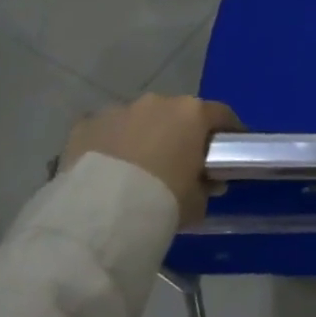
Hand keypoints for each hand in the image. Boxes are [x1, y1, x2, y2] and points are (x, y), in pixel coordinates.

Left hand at [63, 94, 240, 227]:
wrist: (102, 214)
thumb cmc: (163, 201)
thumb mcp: (197, 202)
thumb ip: (206, 187)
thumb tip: (207, 183)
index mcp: (192, 114)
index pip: (221, 114)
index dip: (228, 130)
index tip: (230, 147)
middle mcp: (157, 103)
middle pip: (177, 113)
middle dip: (179, 132)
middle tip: (179, 160)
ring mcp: (118, 110)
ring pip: (138, 120)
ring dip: (142, 136)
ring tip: (137, 168)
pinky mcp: (85, 124)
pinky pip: (105, 131)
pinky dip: (110, 144)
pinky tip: (106, 169)